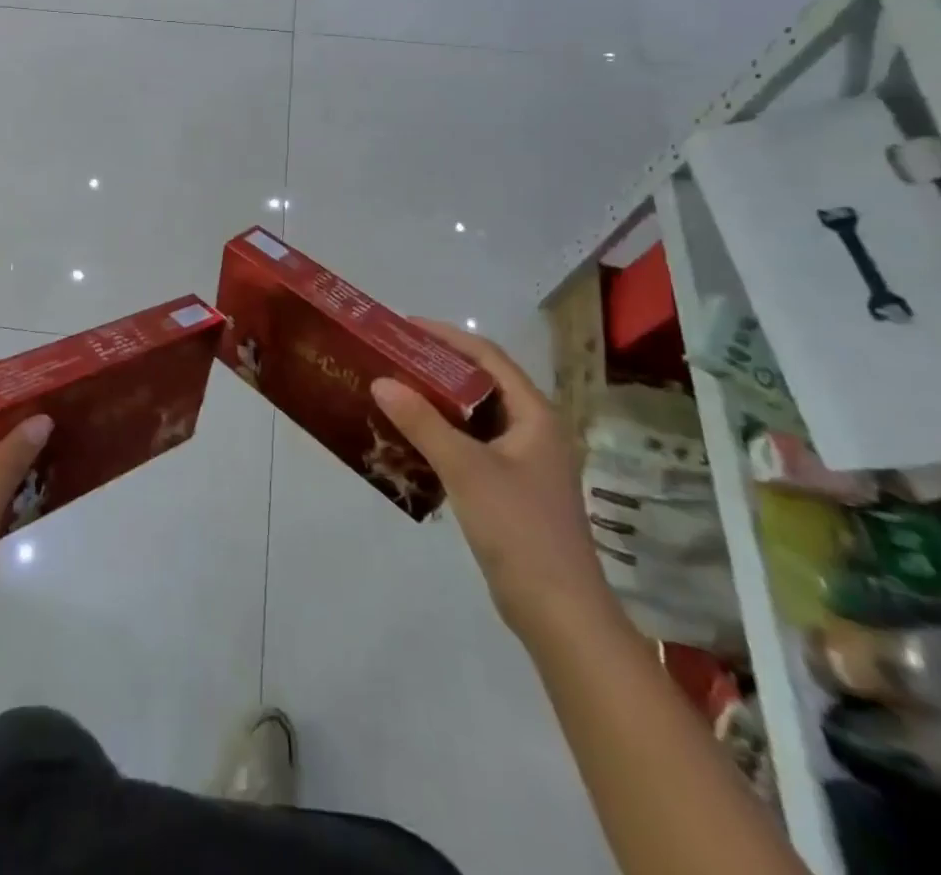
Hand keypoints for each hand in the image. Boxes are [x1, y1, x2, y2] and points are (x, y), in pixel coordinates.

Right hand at [370, 322, 609, 640]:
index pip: (489, 357)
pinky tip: (410, 439)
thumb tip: (381, 382)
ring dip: (437, 402)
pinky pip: (471, 445)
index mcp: (535, 415)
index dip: (448, 337)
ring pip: (475, 416)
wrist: (559, 614)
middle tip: (392, 357)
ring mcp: (524, 462)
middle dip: (437, 367)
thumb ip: (423, 423)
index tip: (405, 327)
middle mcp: (533, 430)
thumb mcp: (466, 469)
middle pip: (481, 383)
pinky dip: (442, 434)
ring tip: (394, 390)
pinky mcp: (510, 489)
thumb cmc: (519, 529)